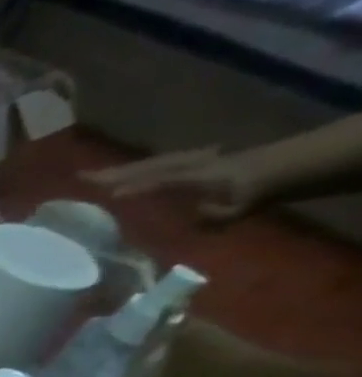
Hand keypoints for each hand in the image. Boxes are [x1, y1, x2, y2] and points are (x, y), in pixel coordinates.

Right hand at [83, 145, 259, 222]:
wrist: (294, 165)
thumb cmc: (263, 190)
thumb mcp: (243, 206)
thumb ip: (217, 212)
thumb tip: (191, 215)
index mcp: (200, 174)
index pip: (162, 179)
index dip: (137, 186)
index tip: (107, 194)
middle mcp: (191, 164)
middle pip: (148, 167)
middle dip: (116, 172)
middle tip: (82, 176)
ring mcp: (192, 162)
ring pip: (152, 164)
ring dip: (123, 170)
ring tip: (97, 177)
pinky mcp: (194, 164)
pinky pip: (159, 165)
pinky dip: (139, 170)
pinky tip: (128, 176)